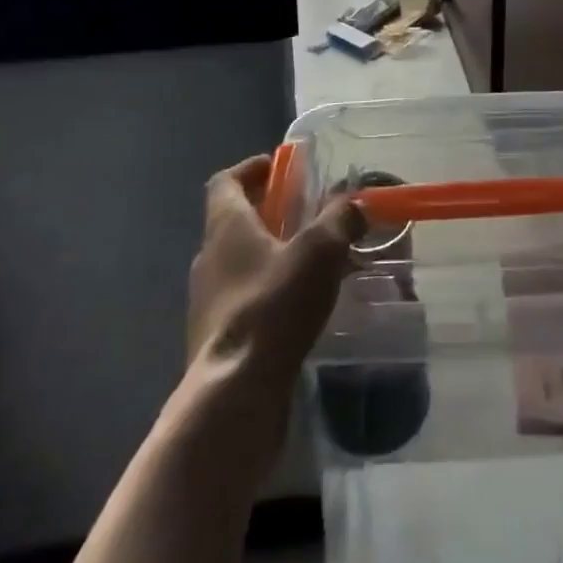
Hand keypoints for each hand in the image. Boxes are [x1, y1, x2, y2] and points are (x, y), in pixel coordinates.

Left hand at [187, 155, 364, 384]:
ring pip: (240, 262)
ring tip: (312, 261)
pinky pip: (245, 299)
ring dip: (271, 253)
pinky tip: (300, 306)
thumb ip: (340, 219)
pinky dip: (269, 291)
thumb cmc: (273, 306)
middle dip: (270, 212)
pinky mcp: (217, 339)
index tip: (279, 167)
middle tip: (308, 213)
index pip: (225, 182)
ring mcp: (208, 302)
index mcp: (225, 227)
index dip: (251, 169)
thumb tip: (355, 203)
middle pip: (234, 221)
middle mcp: (209, 258)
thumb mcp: (319, 251)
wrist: (235, 395)